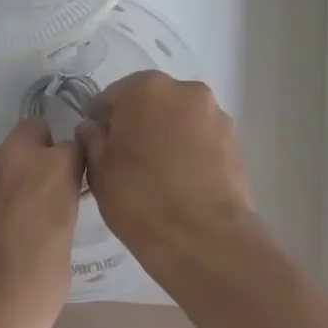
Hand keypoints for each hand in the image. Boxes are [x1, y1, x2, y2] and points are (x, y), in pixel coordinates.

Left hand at [0, 117, 83, 327]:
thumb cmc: (34, 291)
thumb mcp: (63, 243)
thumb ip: (55, 207)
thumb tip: (44, 205)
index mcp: (53, 170)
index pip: (72, 146)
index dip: (68, 165)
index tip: (65, 183)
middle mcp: (14, 158)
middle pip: (29, 131)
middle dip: (34, 152)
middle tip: (30, 190)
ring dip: (0, 176)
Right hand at [76, 72, 260, 288]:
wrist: (206, 239)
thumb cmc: (141, 200)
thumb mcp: (99, 172)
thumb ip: (92, 140)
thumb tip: (93, 127)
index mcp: (144, 88)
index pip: (110, 99)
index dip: (100, 124)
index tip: (99, 151)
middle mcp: (184, 89)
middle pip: (149, 102)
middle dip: (137, 124)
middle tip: (128, 162)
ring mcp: (214, 113)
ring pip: (178, 119)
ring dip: (166, 135)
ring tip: (160, 175)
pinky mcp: (235, 139)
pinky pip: (201, 137)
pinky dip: (190, 149)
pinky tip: (183, 180)